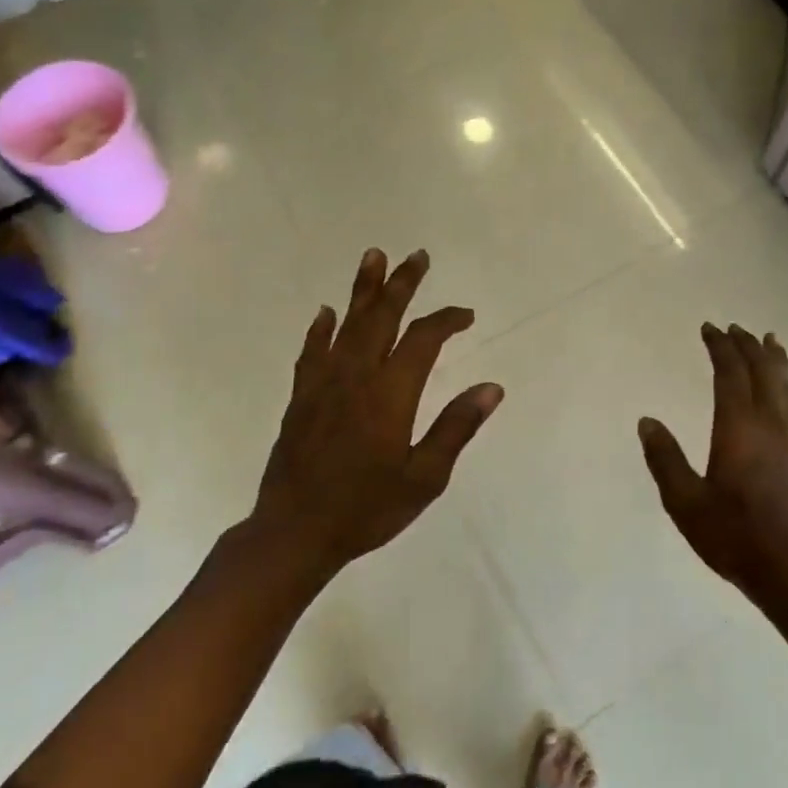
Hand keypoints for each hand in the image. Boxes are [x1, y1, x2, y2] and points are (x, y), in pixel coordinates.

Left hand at [252, 248, 501, 573]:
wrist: (296, 531)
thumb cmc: (367, 508)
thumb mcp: (425, 477)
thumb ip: (456, 427)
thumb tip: (492, 388)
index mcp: (391, 393)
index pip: (424, 340)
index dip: (447, 320)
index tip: (466, 315)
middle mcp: (356, 376)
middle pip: (381, 316)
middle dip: (402, 284)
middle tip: (417, 255)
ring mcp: (323, 384)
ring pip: (346, 324)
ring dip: (363, 290)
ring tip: (373, 257)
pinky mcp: (301, 398)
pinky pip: (312, 351)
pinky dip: (321, 329)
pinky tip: (326, 312)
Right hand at [638, 323, 787, 605]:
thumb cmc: (732, 536)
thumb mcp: (684, 501)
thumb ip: (665, 458)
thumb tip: (647, 421)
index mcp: (739, 428)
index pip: (730, 374)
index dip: (720, 347)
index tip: (709, 328)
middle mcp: (771, 425)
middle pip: (764, 372)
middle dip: (748, 346)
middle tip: (736, 329)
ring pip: (787, 388)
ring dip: (775, 362)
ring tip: (771, 342)